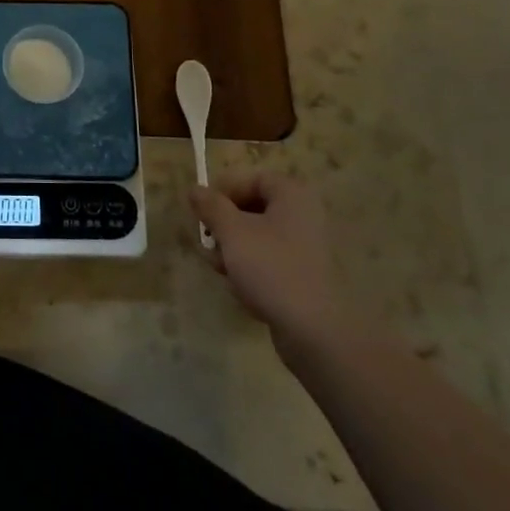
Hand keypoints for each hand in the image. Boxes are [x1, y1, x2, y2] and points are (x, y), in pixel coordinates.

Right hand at [191, 166, 341, 348]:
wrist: (314, 331)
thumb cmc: (271, 268)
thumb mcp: (232, 232)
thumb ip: (211, 206)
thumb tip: (194, 189)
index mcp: (291, 195)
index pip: (250, 179)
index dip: (223, 191)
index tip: (202, 211)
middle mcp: (302, 215)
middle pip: (251, 209)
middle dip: (224, 227)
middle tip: (208, 244)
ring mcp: (304, 247)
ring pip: (255, 238)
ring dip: (232, 251)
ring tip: (221, 270)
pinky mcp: (302, 276)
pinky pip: (268, 262)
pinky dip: (250, 270)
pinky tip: (240, 289)